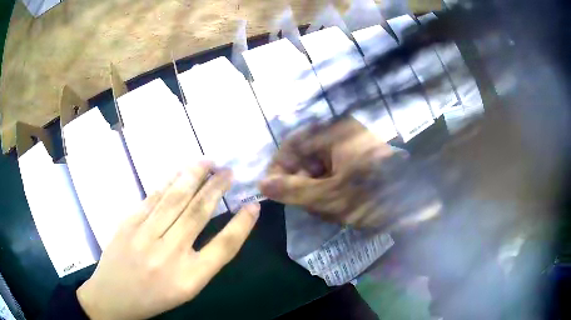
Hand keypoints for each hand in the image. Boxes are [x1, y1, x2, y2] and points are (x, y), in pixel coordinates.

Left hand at [77, 162, 259, 319]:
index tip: (254, 205)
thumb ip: (202, 262)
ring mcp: (146, 236)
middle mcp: (170, 254)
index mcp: (190, 278)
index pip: (224, 246)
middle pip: (199, 213)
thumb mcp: (185, 290)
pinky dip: (169, 181)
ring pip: (175, 199)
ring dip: (194, 177)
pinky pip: (153, 197)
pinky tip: (179, 171)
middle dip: (217, 189)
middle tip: (229, 172)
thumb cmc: (153, 298)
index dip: (242, 224)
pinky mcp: (128, 223)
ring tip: (208, 162)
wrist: (112, 296)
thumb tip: (215, 228)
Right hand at [260, 117, 440, 228]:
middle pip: (307, 155)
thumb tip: (262, 185)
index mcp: (336, 131)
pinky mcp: (361, 161)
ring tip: (325, 210)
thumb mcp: (329, 197)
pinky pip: (335, 172)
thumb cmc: (374, 198)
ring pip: (321, 167)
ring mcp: (354, 147)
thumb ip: (293, 191)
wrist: (417, 206)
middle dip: (302, 182)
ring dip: (317, 190)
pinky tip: (337, 206)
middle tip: (304, 206)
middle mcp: (344, 133)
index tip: (273, 190)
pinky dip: (331, 190)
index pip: (294, 143)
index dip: (279, 167)